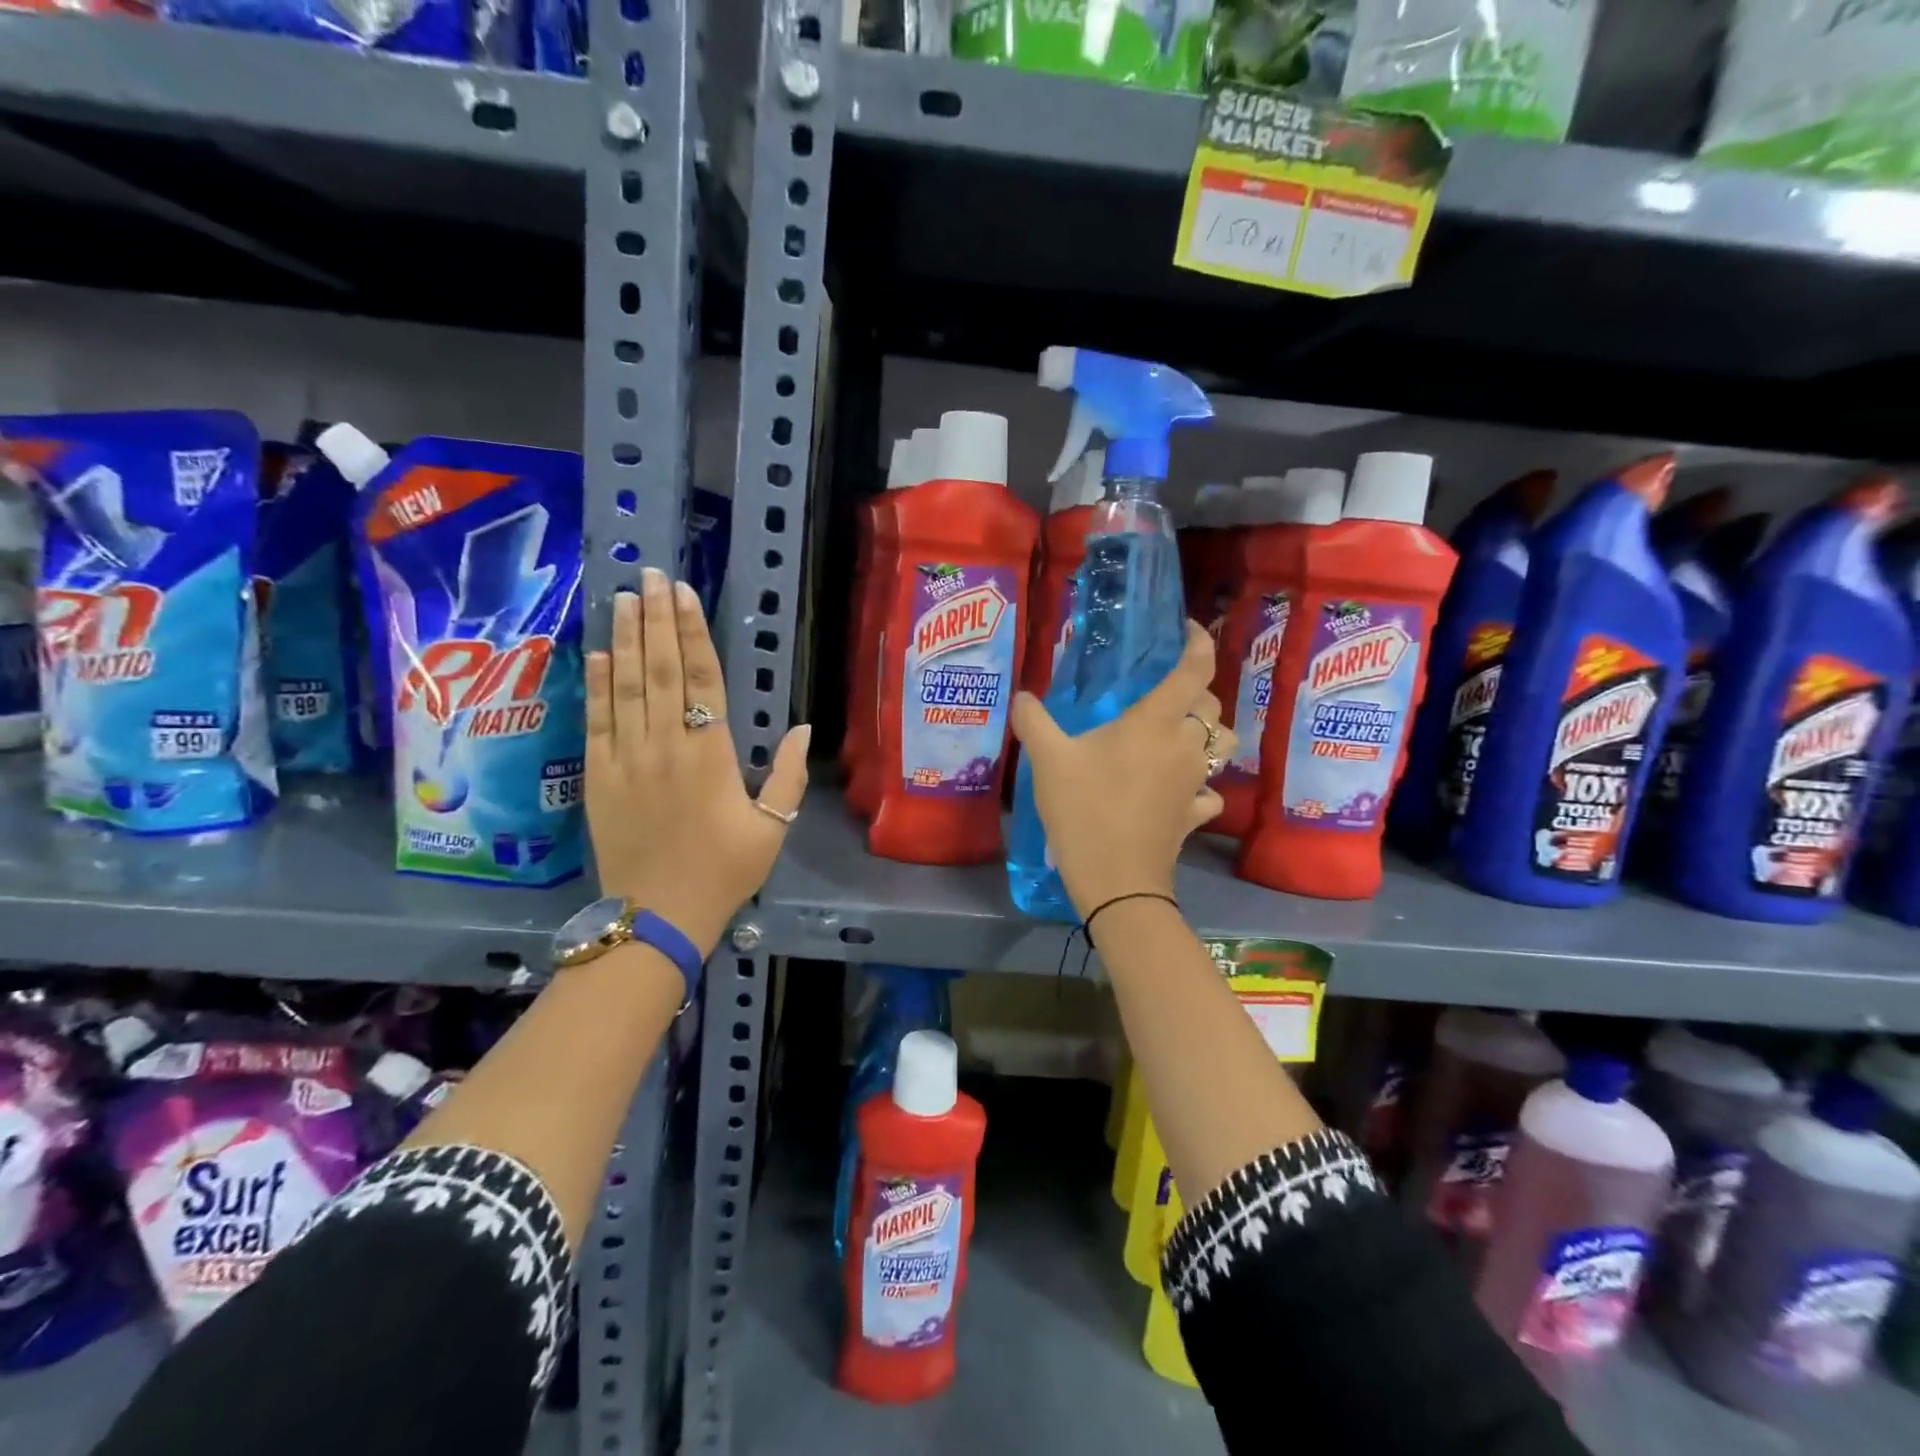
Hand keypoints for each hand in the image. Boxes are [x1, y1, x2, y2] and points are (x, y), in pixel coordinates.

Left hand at [585, 567, 809, 956]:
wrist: (659, 915)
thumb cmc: (724, 870)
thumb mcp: (772, 826)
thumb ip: (787, 774)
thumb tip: (803, 726)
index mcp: (710, 754)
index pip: (701, 679)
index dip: (691, 634)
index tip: (684, 595)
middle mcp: (666, 745)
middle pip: (659, 670)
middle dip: (655, 619)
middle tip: (651, 576)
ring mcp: (626, 759)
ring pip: (625, 686)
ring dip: (624, 639)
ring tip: (623, 598)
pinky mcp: (599, 777)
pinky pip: (597, 722)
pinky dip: (597, 686)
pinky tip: (597, 654)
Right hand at [1011, 621, 1233, 918]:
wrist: (1116, 880)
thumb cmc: (1085, 810)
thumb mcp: (1049, 761)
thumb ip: (1034, 722)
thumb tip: (1021, 696)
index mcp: (1156, 722)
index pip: (1195, 669)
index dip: (1198, 643)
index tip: (1188, 630)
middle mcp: (1186, 745)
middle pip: (1210, 705)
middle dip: (1195, 691)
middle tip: (1162, 693)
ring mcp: (1196, 782)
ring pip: (1220, 745)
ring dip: (1206, 734)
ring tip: (1176, 737)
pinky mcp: (1195, 814)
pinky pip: (1208, 791)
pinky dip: (1199, 785)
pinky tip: (1178, 791)